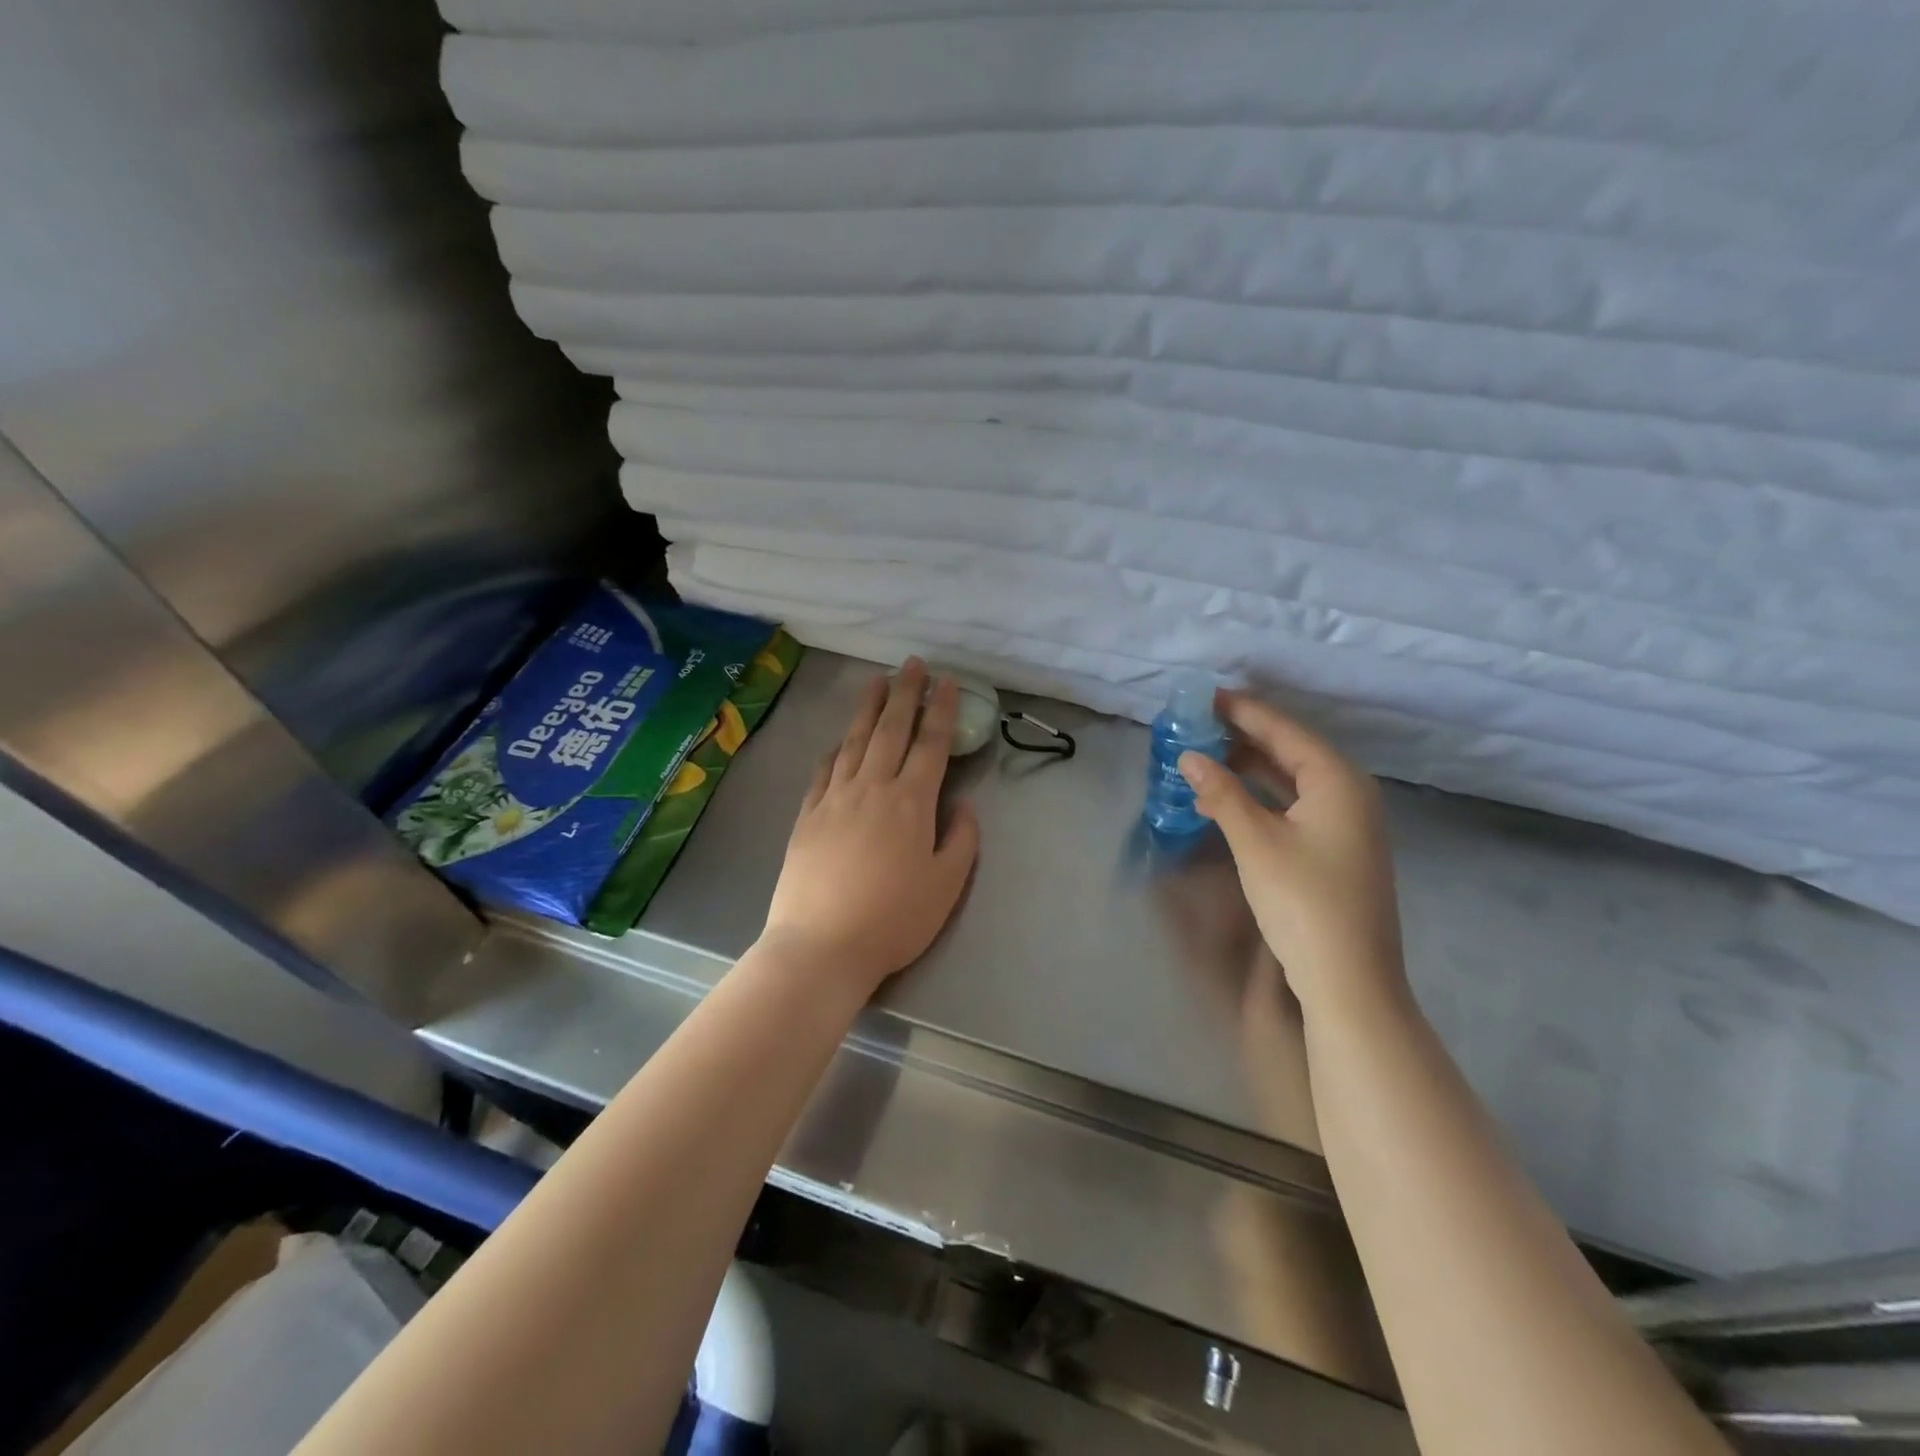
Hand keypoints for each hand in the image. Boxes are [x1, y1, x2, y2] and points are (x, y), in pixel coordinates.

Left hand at [761, 659, 980, 998]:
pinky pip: (823, 770)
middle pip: (891, 730)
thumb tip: (963, 804)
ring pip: (854, 741)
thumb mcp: (946, 885)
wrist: (822, 945)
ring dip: (867, 709)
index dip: (942, 710)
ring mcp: (834, 799)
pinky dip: (835, 749)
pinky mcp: (807, 816)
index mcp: (911, 802)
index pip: (931, 744)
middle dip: (905, 693)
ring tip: (876, 682)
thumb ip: (961, 839)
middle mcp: (872, 787)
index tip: (948, 682)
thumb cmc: (894, 919)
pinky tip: (838, 740)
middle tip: (912, 664)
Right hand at [1178, 692, 1406, 1020]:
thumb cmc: (1303, 902)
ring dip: (1249, 767)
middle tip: (1197, 725)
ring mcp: (1346, 823)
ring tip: (1204, 755)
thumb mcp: (1255, 842)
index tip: (1204, 697)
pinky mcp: (1335, 848)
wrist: (1349, 979)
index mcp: (1337, 781)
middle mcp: (1349, 793)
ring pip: (1290, 779)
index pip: (1284, 730)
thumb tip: (1189, 757)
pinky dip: (1260, 796)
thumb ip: (1221, 793)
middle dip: (1244, 736)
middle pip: (1290, 750)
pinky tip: (1227, 798)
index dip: (1242, 711)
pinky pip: (1293, 804)